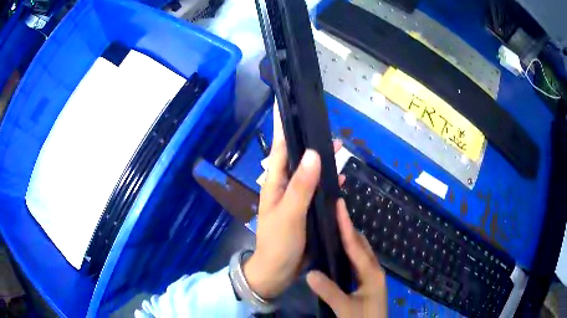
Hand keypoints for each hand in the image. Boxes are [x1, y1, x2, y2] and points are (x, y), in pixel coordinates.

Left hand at [243, 104, 341, 298]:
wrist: (279, 271)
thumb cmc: (279, 242)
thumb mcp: (290, 214)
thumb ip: (301, 185)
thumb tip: (313, 153)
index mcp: (275, 182)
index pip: (279, 147)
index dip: (283, 126)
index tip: (287, 105)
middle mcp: (285, 186)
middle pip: (298, 157)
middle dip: (311, 142)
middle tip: (328, 129)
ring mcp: (297, 198)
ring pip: (311, 173)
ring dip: (323, 161)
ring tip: (339, 148)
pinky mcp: (307, 210)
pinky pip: (318, 191)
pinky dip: (328, 183)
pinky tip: (340, 180)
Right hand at [306, 200, 387, 316]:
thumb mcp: (345, 308)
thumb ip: (329, 291)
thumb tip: (310, 272)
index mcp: (371, 273)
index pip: (356, 245)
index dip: (346, 225)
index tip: (340, 205)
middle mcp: (374, 270)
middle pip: (361, 244)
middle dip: (349, 227)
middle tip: (335, 213)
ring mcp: (372, 277)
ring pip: (361, 252)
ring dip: (350, 239)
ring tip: (335, 227)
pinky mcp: (368, 283)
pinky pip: (359, 261)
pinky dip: (350, 252)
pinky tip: (339, 253)